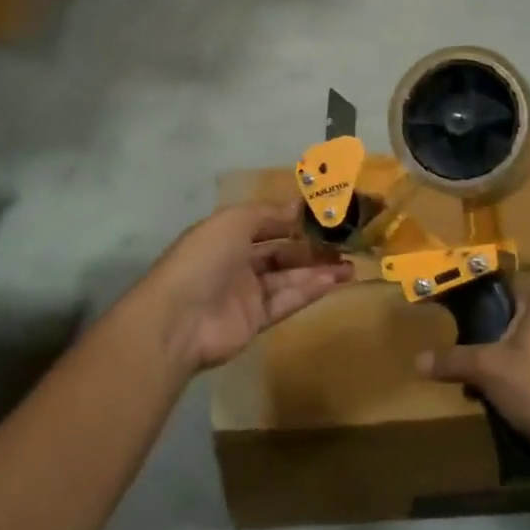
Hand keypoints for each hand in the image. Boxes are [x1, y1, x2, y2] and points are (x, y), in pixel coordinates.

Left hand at [134, 202, 353, 374]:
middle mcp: (236, 262)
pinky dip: (309, 291)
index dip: (294, 220)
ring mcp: (246, 293)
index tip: (326, 215)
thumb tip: (298, 207)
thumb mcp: (233, 221)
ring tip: (350, 265)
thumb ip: (268, 214)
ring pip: (288, 278)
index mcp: (226, 234)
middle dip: (312, 247)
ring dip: (318, 270)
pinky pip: (286, 301)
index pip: (266, 223)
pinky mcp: (255, 321)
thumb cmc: (204, 259)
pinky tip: (334, 281)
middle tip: (346, 243)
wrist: (178, 320)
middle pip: (281, 252)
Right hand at [416, 282, 529, 463]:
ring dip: (500, 365)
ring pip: (522, 344)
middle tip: (466, 366)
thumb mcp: (488, 371)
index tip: (452, 327)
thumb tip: (416, 361)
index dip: (472, 307)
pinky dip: (521, 377)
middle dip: (485, 344)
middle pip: (508, 319)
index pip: (499, 289)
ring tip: (480, 390)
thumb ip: (452, 360)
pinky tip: (505, 402)